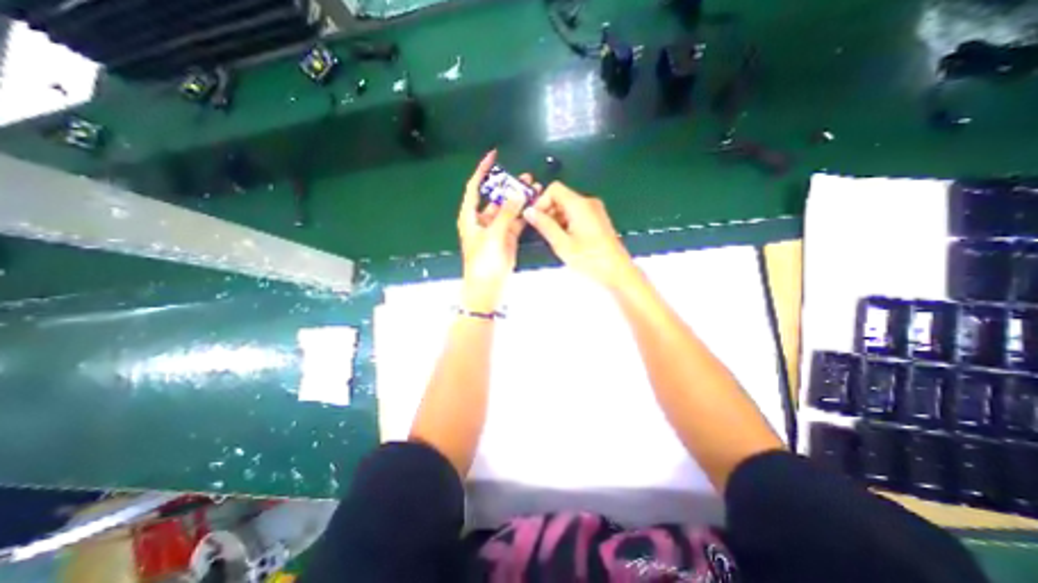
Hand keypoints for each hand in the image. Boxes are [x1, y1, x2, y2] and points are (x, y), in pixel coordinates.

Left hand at [456, 153, 539, 311]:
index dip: (482, 170)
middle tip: (527, 177)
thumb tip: (518, 192)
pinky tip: (535, 206)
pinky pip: (516, 221)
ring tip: (535, 189)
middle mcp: (482, 220)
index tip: (493, 155)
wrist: (488, 289)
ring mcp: (496, 229)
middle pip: (495, 197)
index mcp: (471, 217)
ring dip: (520, 200)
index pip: (475, 187)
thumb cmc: (484, 262)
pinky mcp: (507, 238)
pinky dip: (524, 214)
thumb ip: (507, 213)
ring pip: (508, 209)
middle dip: (509, 186)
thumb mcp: (494, 235)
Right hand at [518, 181, 632, 288]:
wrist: (617, 272)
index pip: (554, 189)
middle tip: (543, 232)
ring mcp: (595, 210)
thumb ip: (544, 225)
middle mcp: (589, 202)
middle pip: (561, 197)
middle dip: (548, 212)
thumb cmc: (590, 259)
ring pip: (568, 206)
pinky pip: (577, 214)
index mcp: (579, 205)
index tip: (535, 219)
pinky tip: (567, 240)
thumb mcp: (562, 244)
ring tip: (555, 239)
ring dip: (557, 219)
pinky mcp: (598, 219)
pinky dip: (567, 222)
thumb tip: (529, 212)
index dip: (541, 201)